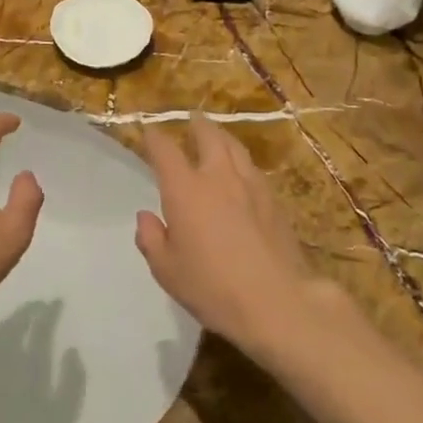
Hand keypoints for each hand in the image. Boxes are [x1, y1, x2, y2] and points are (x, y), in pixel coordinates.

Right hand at [134, 114, 333, 351]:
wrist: (276, 301)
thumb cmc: (212, 287)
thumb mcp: (167, 270)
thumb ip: (152, 239)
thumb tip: (146, 217)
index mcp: (185, 190)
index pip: (165, 150)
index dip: (154, 138)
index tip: (148, 132)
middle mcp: (218, 177)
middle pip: (208, 136)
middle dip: (197, 125)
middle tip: (191, 120)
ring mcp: (251, 186)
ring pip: (235, 147)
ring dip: (222, 137)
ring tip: (217, 137)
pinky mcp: (274, 201)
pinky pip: (253, 168)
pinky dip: (241, 162)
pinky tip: (242, 172)